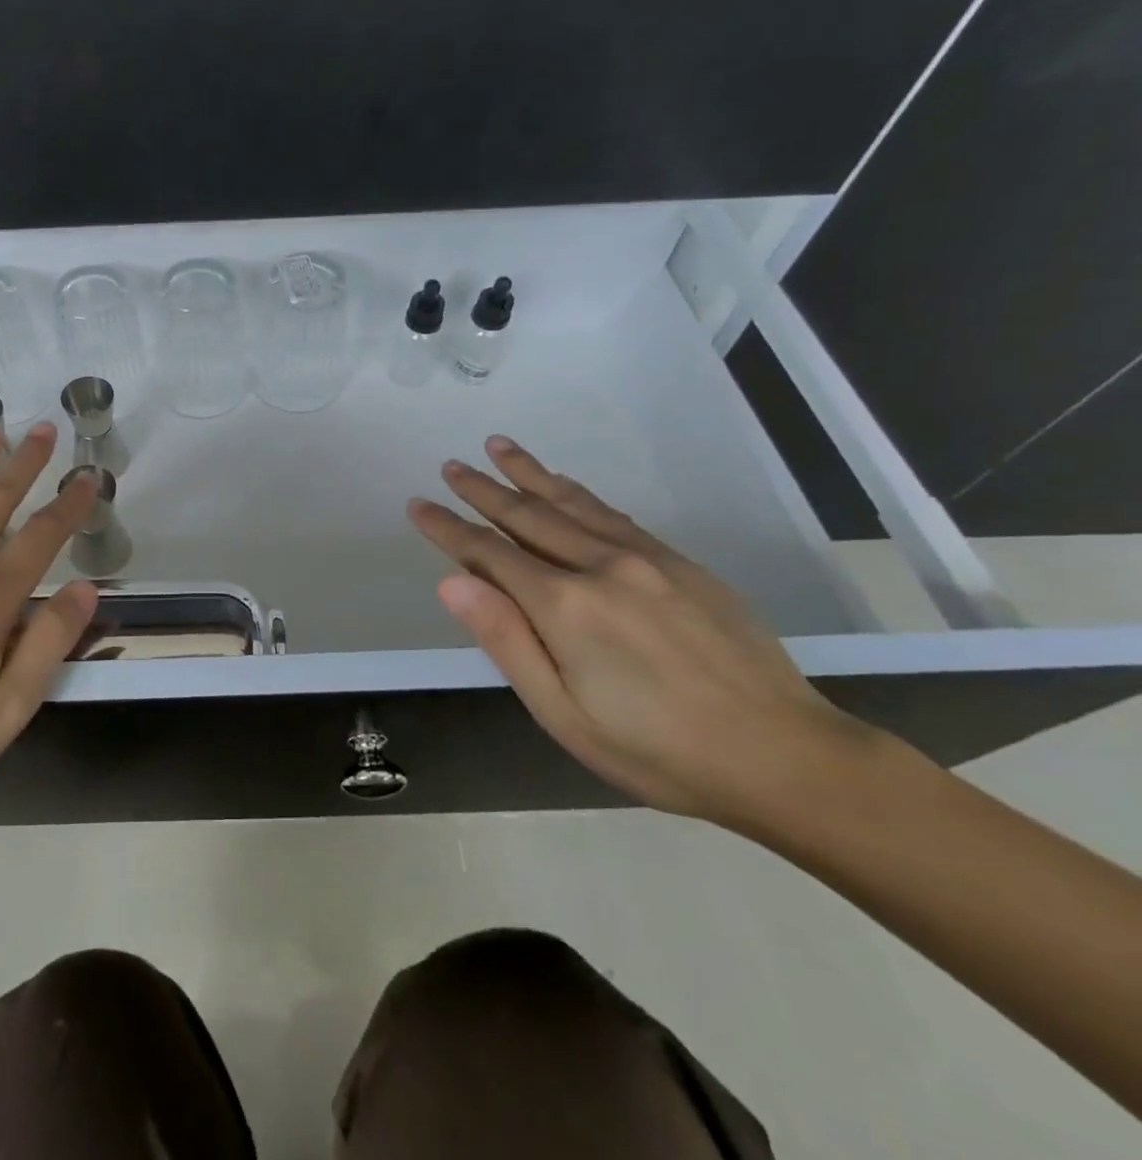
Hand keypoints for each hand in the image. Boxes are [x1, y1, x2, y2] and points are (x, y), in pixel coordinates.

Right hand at [408, 435, 864, 827]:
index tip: (417, 504)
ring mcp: (646, 559)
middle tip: (450, 465)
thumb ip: (505, 641)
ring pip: (571, 503)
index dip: (448, 528)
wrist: (785, 755)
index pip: (488, 553)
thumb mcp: (563, 713)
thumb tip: (452, 581)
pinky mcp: (681, 564)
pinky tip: (564, 485)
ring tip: (498, 446)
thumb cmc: (657, 750)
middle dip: (482, 489)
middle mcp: (600, 566)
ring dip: (529, 474)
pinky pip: (614, 515)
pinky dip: (578, 493)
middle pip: (526, 516)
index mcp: (564, 606)